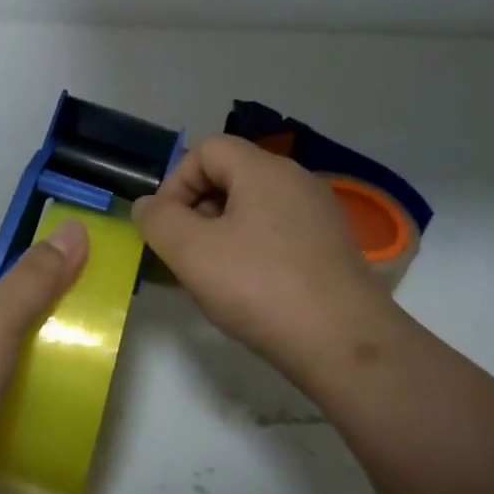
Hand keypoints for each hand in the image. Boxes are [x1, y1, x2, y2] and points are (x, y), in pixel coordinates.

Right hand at [133, 135, 394, 382]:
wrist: (344, 343)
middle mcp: (296, 181)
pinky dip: (252, 251)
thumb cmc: (260, 288)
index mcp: (264, 170)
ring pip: (253, 208)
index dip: (175, 182)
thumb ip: (157, 220)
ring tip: (213, 277)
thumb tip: (148, 205)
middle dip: (196, 210)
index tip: (166, 227)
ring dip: (221, 234)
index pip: (206, 150)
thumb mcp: (191, 252)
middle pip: (230, 176)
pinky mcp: (331, 248)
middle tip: (185, 255)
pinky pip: (277, 233)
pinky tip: (249, 290)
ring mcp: (319, 215)